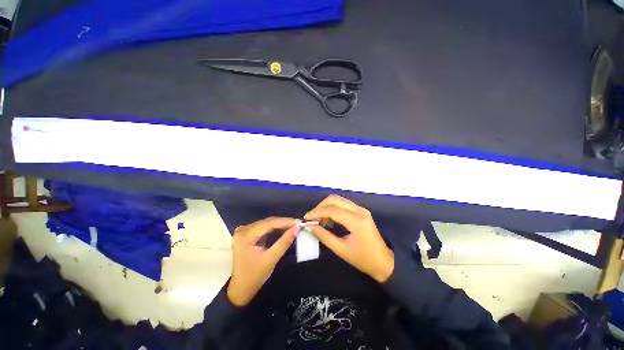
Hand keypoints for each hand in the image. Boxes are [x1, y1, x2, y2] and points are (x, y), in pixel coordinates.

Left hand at [227, 217, 299, 306]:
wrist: (240, 290)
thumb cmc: (254, 276)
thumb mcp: (271, 259)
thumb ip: (284, 242)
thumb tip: (297, 228)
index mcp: (246, 235)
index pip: (269, 223)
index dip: (286, 222)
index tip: (299, 222)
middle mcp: (244, 229)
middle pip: (268, 222)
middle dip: (284, 223)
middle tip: (298, 223)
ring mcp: (245, 231)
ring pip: (267, 224)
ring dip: (281, 225)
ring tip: (294, 225)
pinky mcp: (248, 235)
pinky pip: (264, 228)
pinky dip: (275, 229)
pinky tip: (284, 229)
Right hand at [305, 195, 393, 282]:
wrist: (384, 262)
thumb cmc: (363, 259)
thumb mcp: (341, 250)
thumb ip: (324, 236)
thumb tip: (310, 226)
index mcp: (356, 221)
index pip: (332, 210)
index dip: (317, 212)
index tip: (306, 218)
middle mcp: (360, 210)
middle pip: (335, 199)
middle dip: (321, 206)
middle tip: (312, 218)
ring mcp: (361, 209)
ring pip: (339, 200)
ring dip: (327, 207)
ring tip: (319, 220)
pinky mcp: (361, 211)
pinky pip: (344, 205)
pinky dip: (333, 209)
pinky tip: (329, 219)